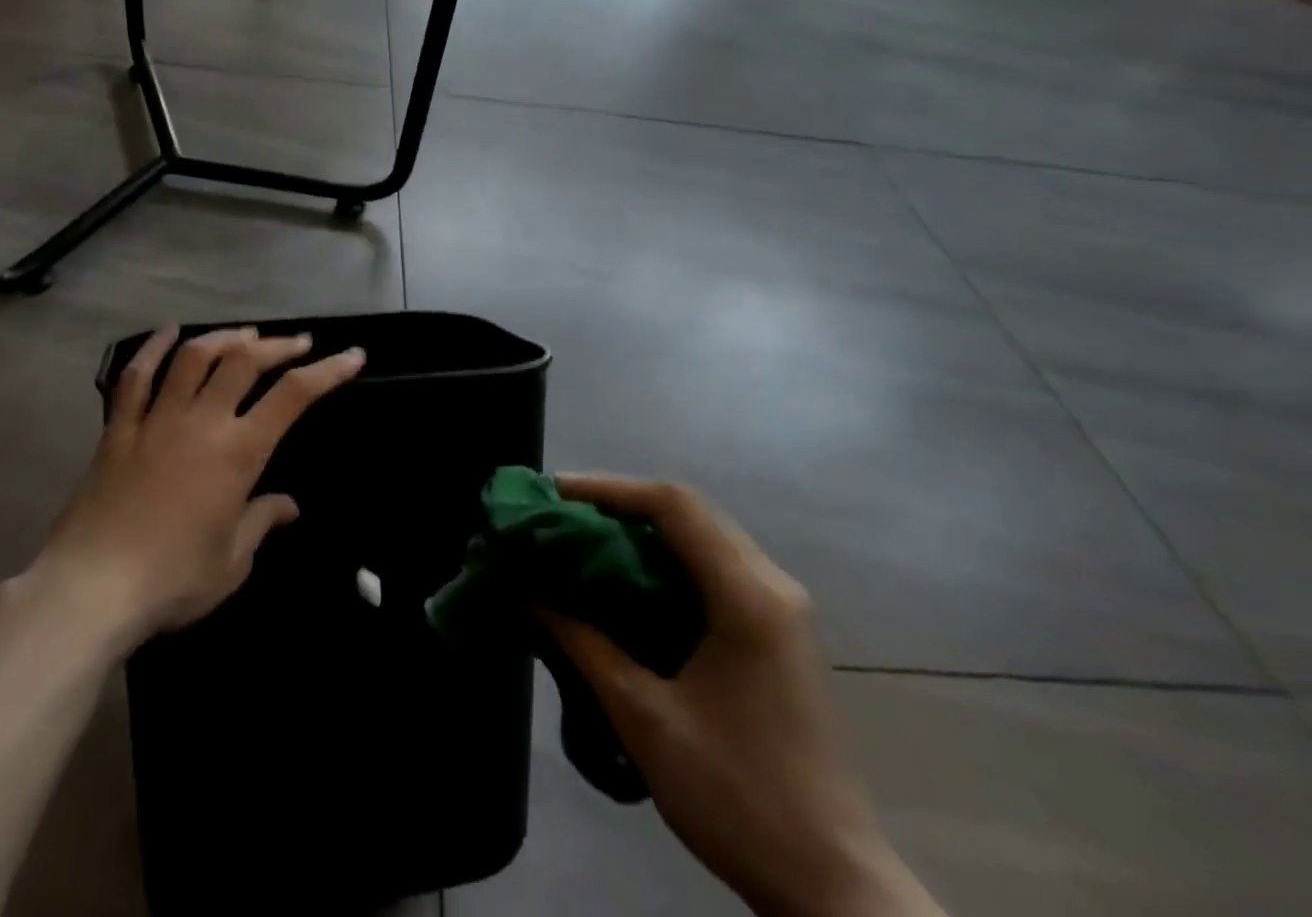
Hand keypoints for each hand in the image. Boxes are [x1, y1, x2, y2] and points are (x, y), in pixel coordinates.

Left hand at [34, 326, 364, 650]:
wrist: (91, 588)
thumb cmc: (172, 580)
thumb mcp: (232, 562)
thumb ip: (261, 522)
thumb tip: (289, 505)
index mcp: (237, 453)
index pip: (293, 396)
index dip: (328, 370)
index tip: (352, 356)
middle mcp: (201, 422)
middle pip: (243, 362)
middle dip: (277, 345)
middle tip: (298, 342)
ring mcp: (156, 420)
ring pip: (193, 357)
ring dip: (224, 338)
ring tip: (245, 335)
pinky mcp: (119, 430)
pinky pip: (135, 377)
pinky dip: (153, 349)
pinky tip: (169, 332)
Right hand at [540, 476, 943, 916]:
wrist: (835, 889)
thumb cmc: (739, 797)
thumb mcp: (645, 718)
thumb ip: (583, 643)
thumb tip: (529, 591)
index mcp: (748, 596)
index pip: (673, 506)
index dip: (607, 489)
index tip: (553, 494)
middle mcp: (772, 585)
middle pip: (688, 511)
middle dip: (619, 504)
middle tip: (560, 515)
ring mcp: (782, 608)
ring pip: (703, 537)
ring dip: (642, 529)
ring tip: (585, 539)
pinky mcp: (779, 632)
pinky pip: (714, 567)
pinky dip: (666, 558)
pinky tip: (629, 580)